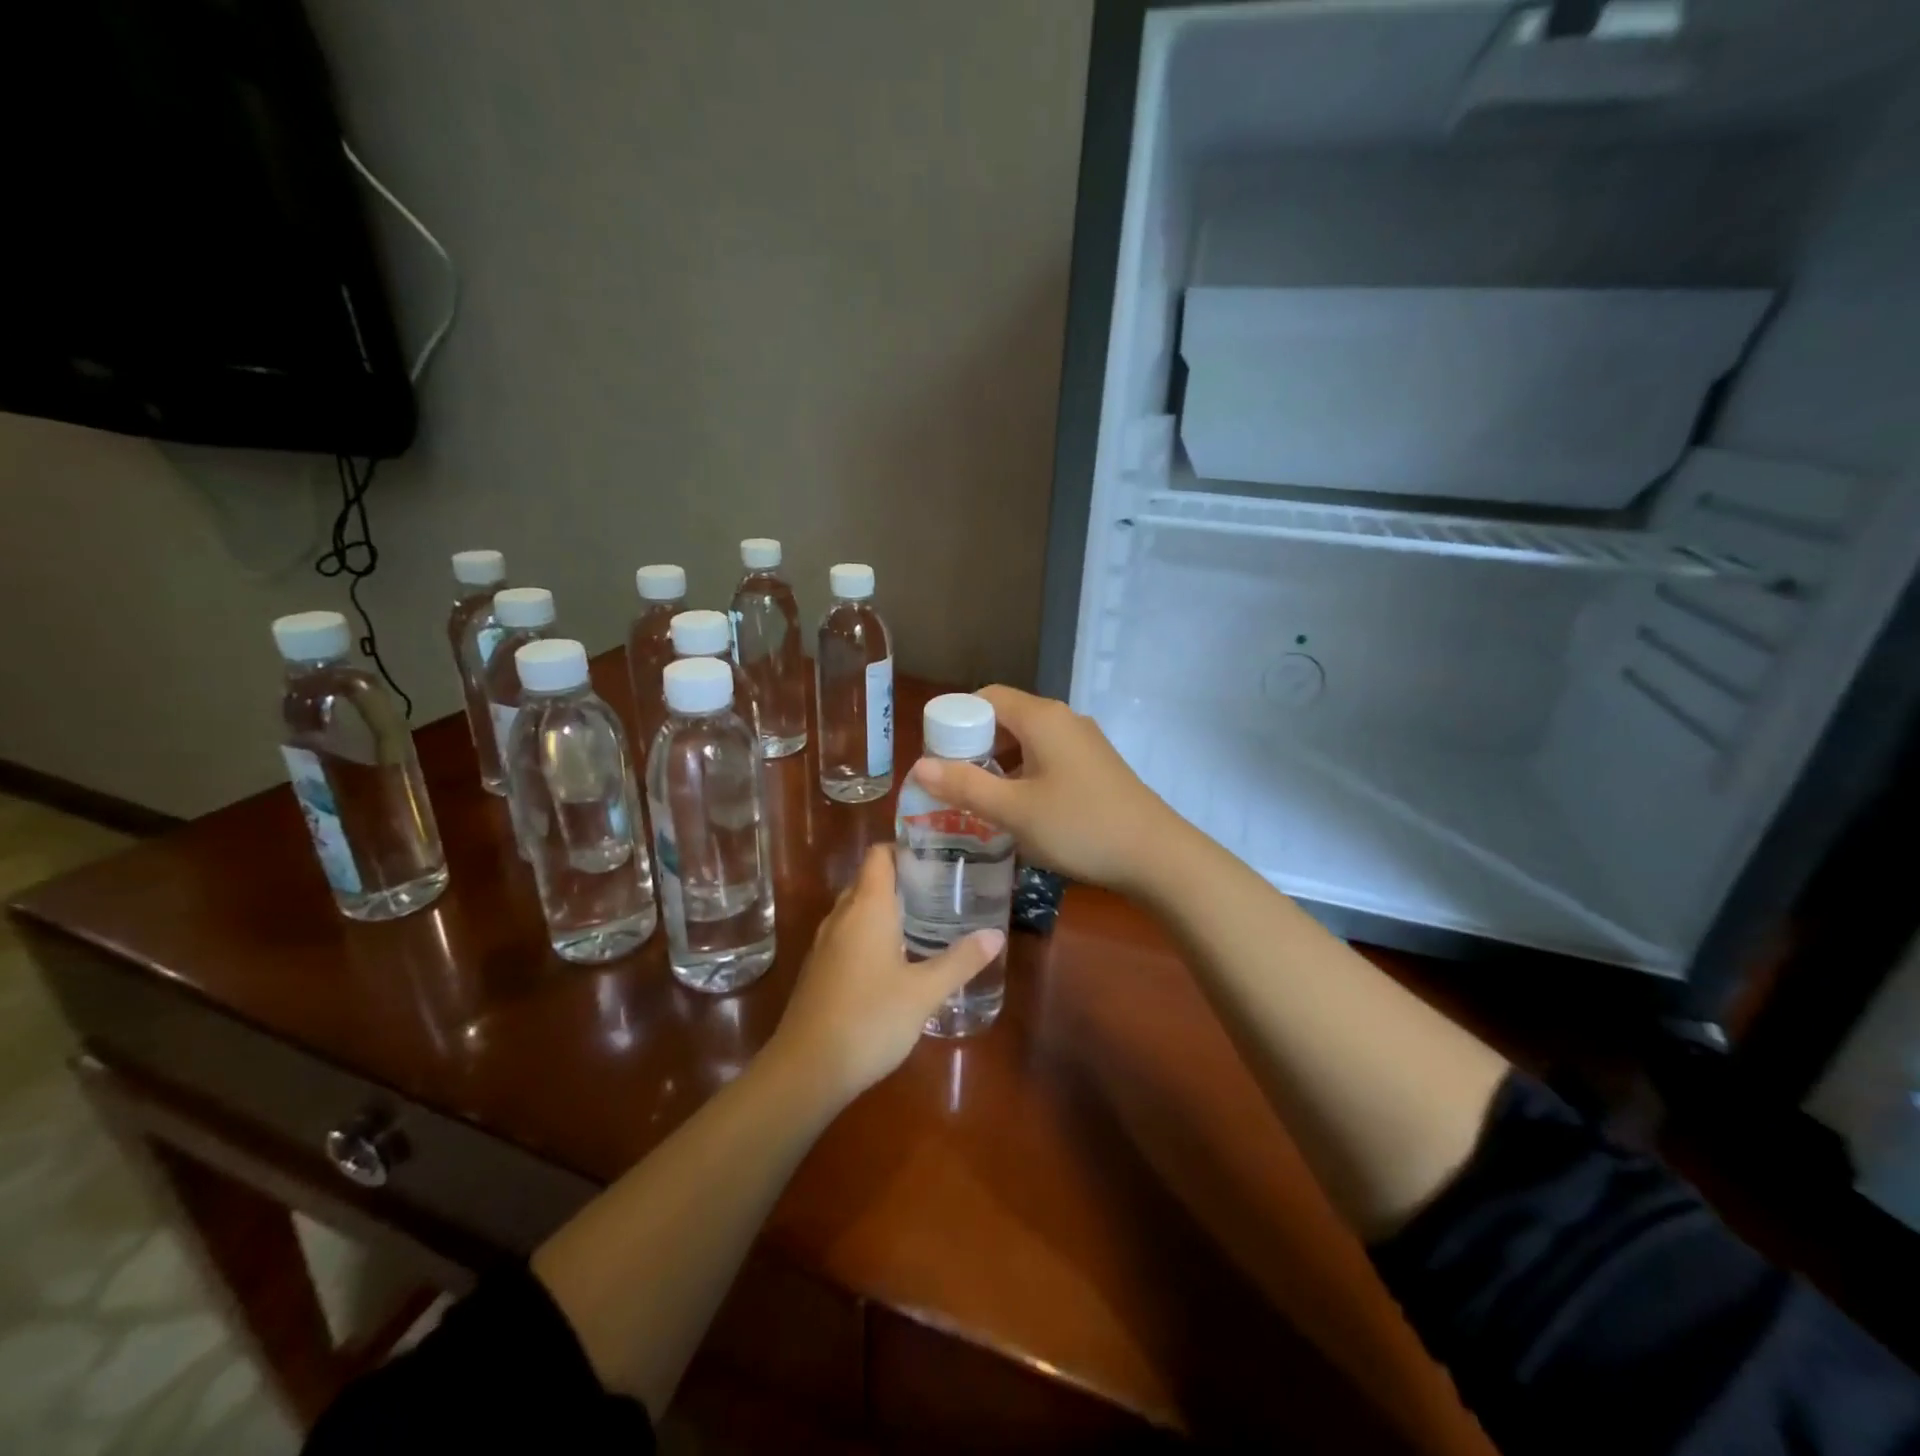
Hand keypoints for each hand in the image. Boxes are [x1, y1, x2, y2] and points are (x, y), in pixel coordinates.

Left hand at [769, 847, 1003, 1104]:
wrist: (806, 1069)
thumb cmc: (870, 1019)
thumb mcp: (924, 992)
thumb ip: (961, 961)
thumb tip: (996, 934)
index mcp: (866, 907)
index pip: (879, 854)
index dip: (904, 847)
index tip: (937, 854)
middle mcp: (841, 916)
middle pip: (869, 879)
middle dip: (902, 878)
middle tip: (942, 886)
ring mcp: (825, 944)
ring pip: (856, 909)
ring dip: (886, 907)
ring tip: (925, 918)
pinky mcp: (819, 970)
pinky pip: (847, 934)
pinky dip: (870, 933)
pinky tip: (896, 957)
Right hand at [907, 685, 1176, 894]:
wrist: (1156, 855)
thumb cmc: (1079, 826)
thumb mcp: (1014, 810)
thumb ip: (965, 786)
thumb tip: (919, 766)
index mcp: (1042, 718)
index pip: (985, 698)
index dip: (955, 721)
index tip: (936, 755)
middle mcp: (1064, 719)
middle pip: (1006, 718)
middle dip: (974, 746)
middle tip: (951, 782)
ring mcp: (1084, 742)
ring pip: (1027, 741)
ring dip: (999, 764)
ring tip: (978, 799)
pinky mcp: (1096, 766)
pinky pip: (1048, 758)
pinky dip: (1024, 774)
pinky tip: (1018, 809)